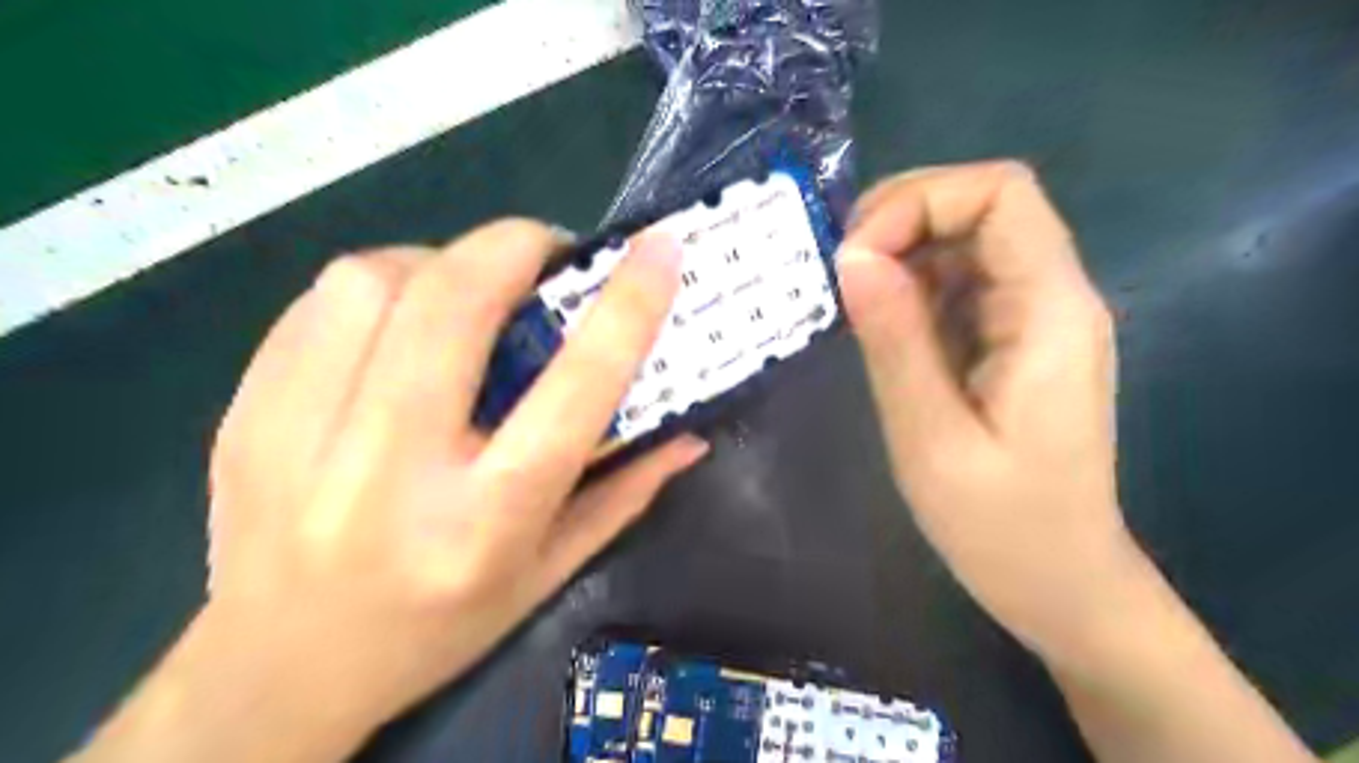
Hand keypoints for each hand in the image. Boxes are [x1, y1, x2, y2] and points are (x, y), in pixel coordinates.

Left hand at [78, 220, 705, 762]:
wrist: (279, 672)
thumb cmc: (438, 629)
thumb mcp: (548, 574)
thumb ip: (624, 494)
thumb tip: (690, 434)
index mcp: (483, 521)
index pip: (572, 390)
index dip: (625, 308)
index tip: (657, 251)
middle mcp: (389, 472)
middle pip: (454, 303)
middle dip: (514, 246)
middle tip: (546, 250)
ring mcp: (298, 437)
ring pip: (373, 282)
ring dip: (440, 262)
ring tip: (467, 289)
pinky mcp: (245, 413)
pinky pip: (318, 303)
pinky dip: (379, 286)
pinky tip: (399, 320)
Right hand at [834, 161, 1131, 655]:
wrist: (1059, 582)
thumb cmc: (1001, 526)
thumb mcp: (932, 437)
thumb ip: (895, 341)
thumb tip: (852, 256)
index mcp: (1050, 311)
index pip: (1001, 193)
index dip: (921, 201)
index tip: (855, 256)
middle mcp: (1052, 296)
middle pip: (983, 205)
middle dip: (902, 219)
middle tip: (839, 271)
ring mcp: (1032, 317)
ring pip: (965, 241)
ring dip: (900, 252)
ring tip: (848, 298)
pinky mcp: (1009, 339)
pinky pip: (958, 284)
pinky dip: (908, 287)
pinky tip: (877, 323)